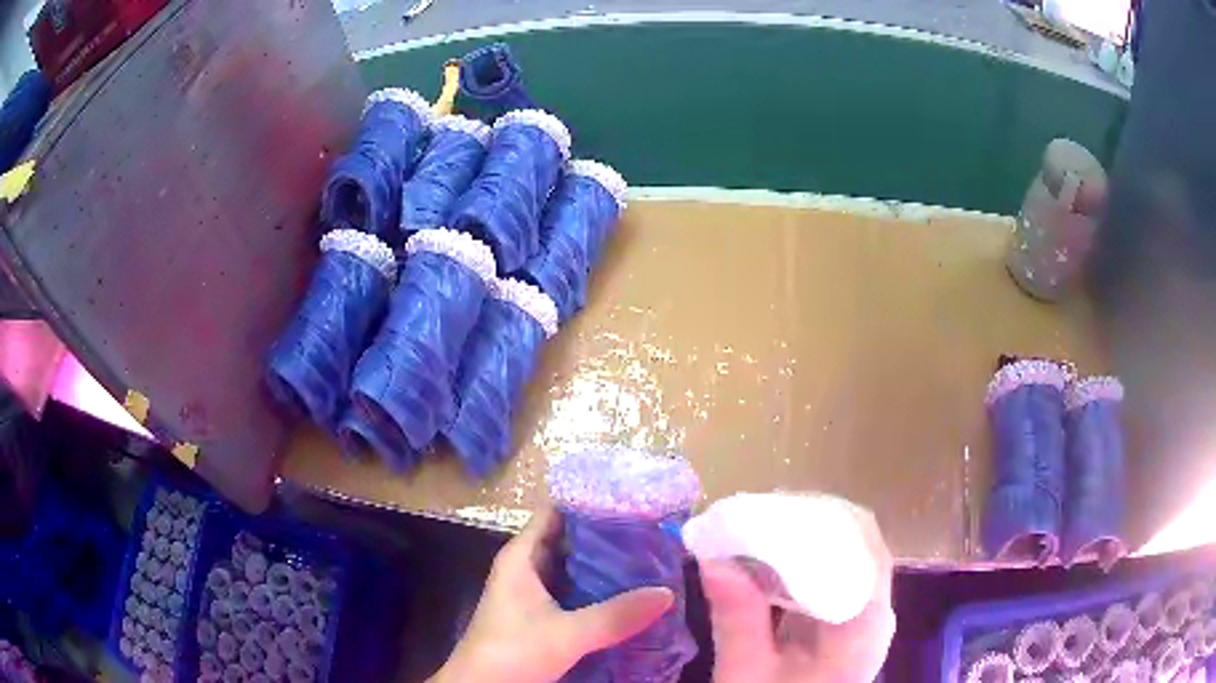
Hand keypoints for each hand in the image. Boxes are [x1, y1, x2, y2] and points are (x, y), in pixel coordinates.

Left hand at [430, 507, 674, 682]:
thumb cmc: (512, 651)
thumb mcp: (567, 633)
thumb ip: (615, 615)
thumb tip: (667, 592)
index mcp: (522, 556)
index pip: (557, 513)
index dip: (591, 503)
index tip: (633, 501)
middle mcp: (527, 567)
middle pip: (570, 540)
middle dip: (607, 537)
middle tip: (653, 532)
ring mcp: (533, 593)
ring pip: (574, 569)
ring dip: (605, 566)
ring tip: (651, 559)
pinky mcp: (540, 615)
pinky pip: (574, 592)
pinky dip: (598, 590)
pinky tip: (629, 594)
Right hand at [700, 507, 895, 682]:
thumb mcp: (746, 674)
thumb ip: (736, 621)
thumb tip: (712, 559)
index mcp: (863, 626)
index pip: (861, 549)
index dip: (821, 521)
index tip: (770, 510)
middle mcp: (876, 611)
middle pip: (858, 543)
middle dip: (807, 523)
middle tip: (753, 516)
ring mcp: (867, 613)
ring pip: (848, 552)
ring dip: (805, 537)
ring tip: (756, 528)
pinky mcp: (850, 617)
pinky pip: (836, 571)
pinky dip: (803, 559)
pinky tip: (769, 558)